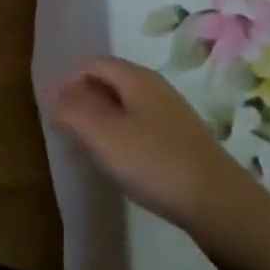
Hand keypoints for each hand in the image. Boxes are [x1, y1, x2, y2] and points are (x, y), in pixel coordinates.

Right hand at [47, 58, 269, 257]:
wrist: (220, 205)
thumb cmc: (154, 162)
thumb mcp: (103, 136)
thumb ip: (72, 110)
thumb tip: (49, 88)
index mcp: (136, 78)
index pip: (92, 63)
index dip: (67, 78)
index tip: (51, 106)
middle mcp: (155, 87)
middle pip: (110, 80)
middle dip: (83, 97)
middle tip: (64, 125)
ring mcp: (172, 114)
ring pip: (126, 104)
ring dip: (101, 117)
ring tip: (86, 144)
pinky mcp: (182, 141)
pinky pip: (141, 125)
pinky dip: (121, 134)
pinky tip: (120, 160)